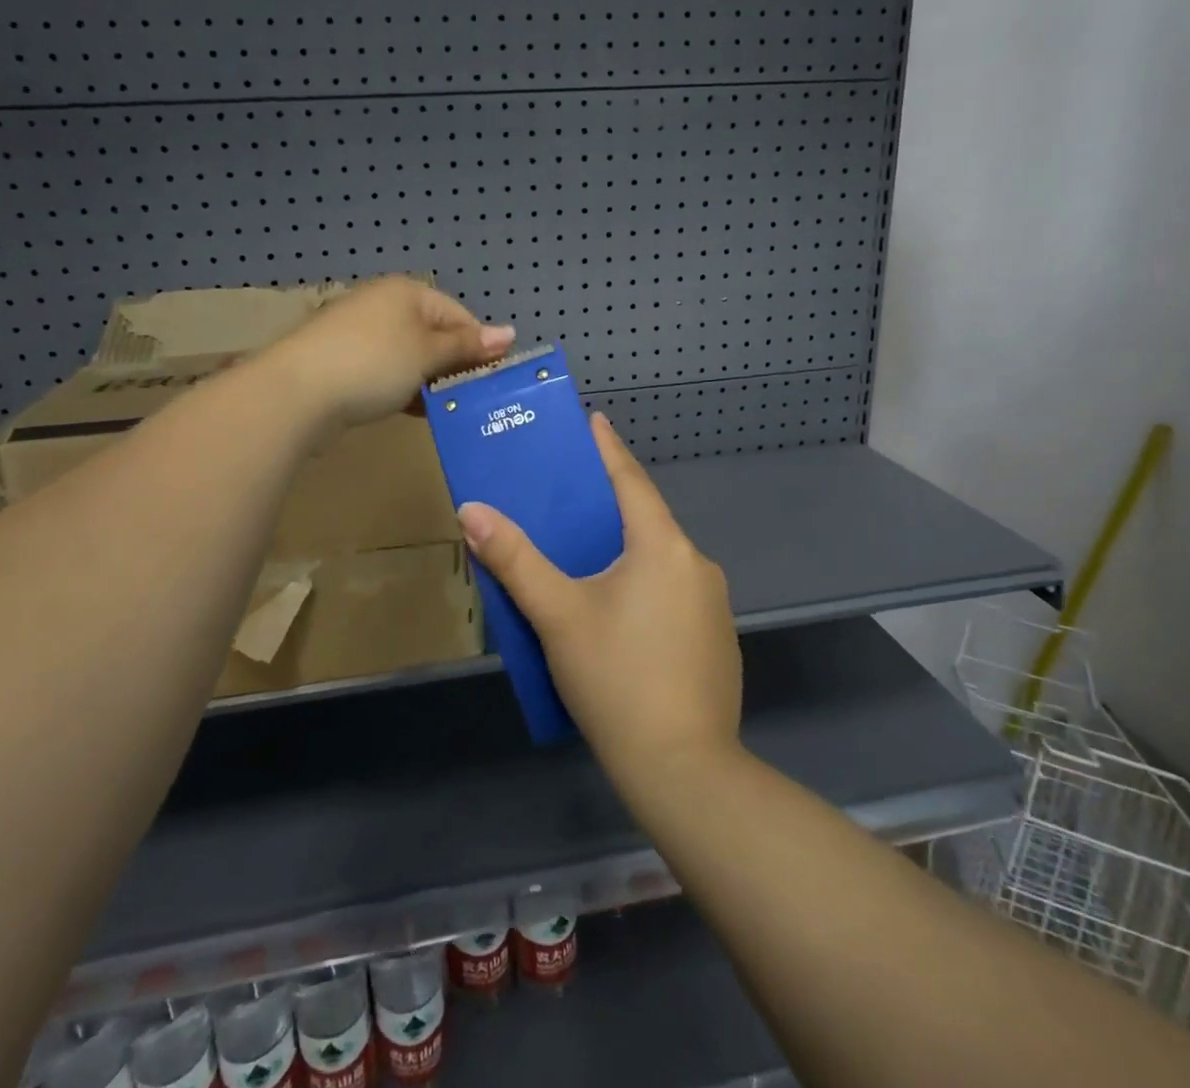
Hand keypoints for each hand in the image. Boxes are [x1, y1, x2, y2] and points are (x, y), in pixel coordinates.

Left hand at [268, 276, 514, 428]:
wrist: (296, 392)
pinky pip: (385, 371)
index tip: (493, 380)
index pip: (458, 315)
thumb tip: (510, 333)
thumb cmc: (373, 364)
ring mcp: (359, 333)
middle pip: (433, 335)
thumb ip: (467, 346)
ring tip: (446, 409)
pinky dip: (402, 388)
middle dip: (454, 366)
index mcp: (407, 292)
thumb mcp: (428, 354)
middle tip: (472, 399)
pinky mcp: (342, 361)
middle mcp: (383, 305)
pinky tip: (412, 410)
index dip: (480, 346)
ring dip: (429, 381)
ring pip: (409, 356)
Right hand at [457, 412, 741, 783]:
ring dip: (625, 554)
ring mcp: (714, 605)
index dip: (608, 448)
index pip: (631, 480)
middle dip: (609, 507)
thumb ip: (514, 560)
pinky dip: (644, 589)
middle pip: (646, 521)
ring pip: (659, 562)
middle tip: (570, 501)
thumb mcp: (558, 615)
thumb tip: (472, 510)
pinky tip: (619, 619)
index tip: (593, 419)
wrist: (684, 770)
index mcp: (663, 547)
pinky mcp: (716, 641)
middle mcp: (696, 565)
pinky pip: (672, 596)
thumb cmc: (617, 679)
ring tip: (585, 564)